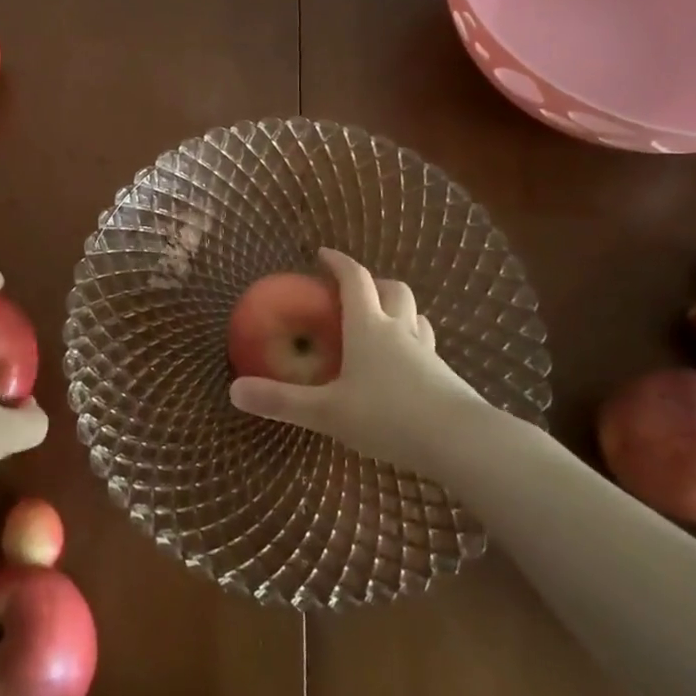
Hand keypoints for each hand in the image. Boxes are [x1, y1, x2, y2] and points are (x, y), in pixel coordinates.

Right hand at [229, 248, 486, 471]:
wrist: (461, 442)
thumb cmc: (388, 416)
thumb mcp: (328, 412)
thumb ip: (281, 401)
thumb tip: (233, 391)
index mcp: (368, 327)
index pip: (354, 279)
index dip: (338, 262)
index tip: (322, 253)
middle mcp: (399, 330)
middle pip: (392, 290)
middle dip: (373, 283)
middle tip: (354, 292)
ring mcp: (427, 352)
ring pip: (415, 316)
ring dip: (399, 311)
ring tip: (382, 325)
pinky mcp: (446, 377)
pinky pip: (427, 347)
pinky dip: (412, 345)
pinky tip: (404, 370)